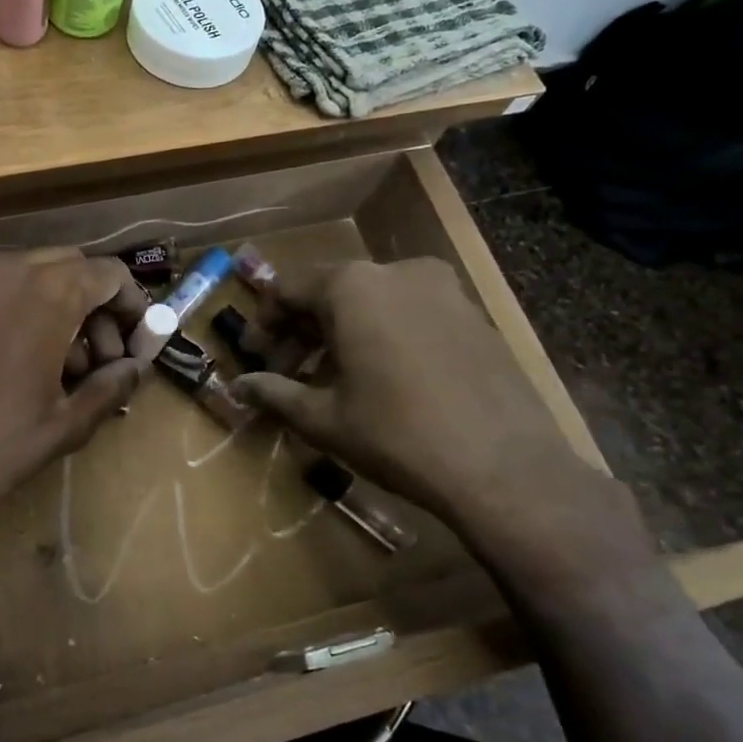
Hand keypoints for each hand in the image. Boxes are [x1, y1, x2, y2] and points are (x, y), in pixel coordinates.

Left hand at [0, 249, 150, 552]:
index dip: (132, 304)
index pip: (108, 273)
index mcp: (45, 291)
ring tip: (53, 368)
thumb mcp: (65, 423)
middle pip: (67, 268)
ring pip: (25, 278)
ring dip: (52, 309)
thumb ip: (110, 385)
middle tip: (97, 359)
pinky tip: (4, 366)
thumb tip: (135, 368)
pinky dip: (11, 315)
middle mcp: (3, 270)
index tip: (135, 342)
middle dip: (92, 306)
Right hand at [230, 259, 651, 595]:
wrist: (505, 469)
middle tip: (287, 372)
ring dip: (341, 334)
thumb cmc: (396, 435)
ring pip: (371, 302)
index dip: (264, 324)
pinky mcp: (474, 314)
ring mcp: (443, 289)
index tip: (255, 357)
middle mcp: (396, 272)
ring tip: (331, 381)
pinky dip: (381, 335)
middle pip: (330, 292)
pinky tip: (380, 379)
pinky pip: (409, 313)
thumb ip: (274, 393)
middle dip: (302, 331)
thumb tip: (237, 388)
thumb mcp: (323, 418)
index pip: (287, 289)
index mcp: (352, 286)